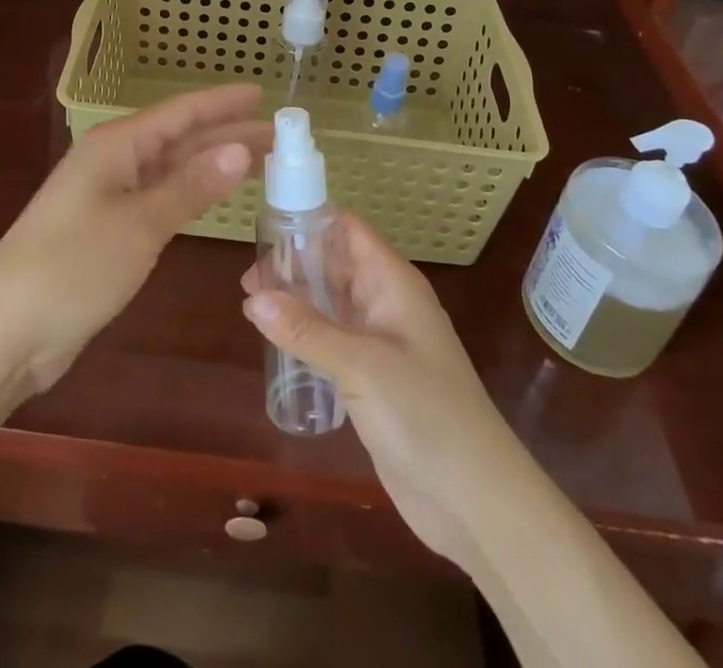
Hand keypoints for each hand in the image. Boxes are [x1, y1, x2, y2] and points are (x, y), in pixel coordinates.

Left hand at [0, 84, 266, 393]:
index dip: (222, 103)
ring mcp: (108, 198)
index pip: (180, 113)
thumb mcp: (139, 224)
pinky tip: (215, 197)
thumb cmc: (72, 267)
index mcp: (115, 146)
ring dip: (212, 166)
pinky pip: (159, 200)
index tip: (262, 95)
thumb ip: (190, 186)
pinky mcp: (107, 232)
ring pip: (171, 170)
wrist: (4, 334)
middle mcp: (112, 163)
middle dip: (227, 135)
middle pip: (179, 140)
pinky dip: (191, 196)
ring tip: (261, 162)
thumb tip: (239, 149)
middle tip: (279, 137)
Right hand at [241, 213, 525, 566]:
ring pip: (332, 303)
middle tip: (246, 280)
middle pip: (336, 265)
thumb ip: (307, 330)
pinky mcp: (373, 379)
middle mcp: (386, 303)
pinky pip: (333, 340)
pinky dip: (306, 334)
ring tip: (250, 306)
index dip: (309, 221)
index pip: (348, 230)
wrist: (475, 500)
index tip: (264, 227)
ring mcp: (381, 342)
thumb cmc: (425, 414)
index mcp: (393, 283)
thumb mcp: (361, 366)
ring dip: (297, 300)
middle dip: (294, 265)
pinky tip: (276, 343)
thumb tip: (253, 298)